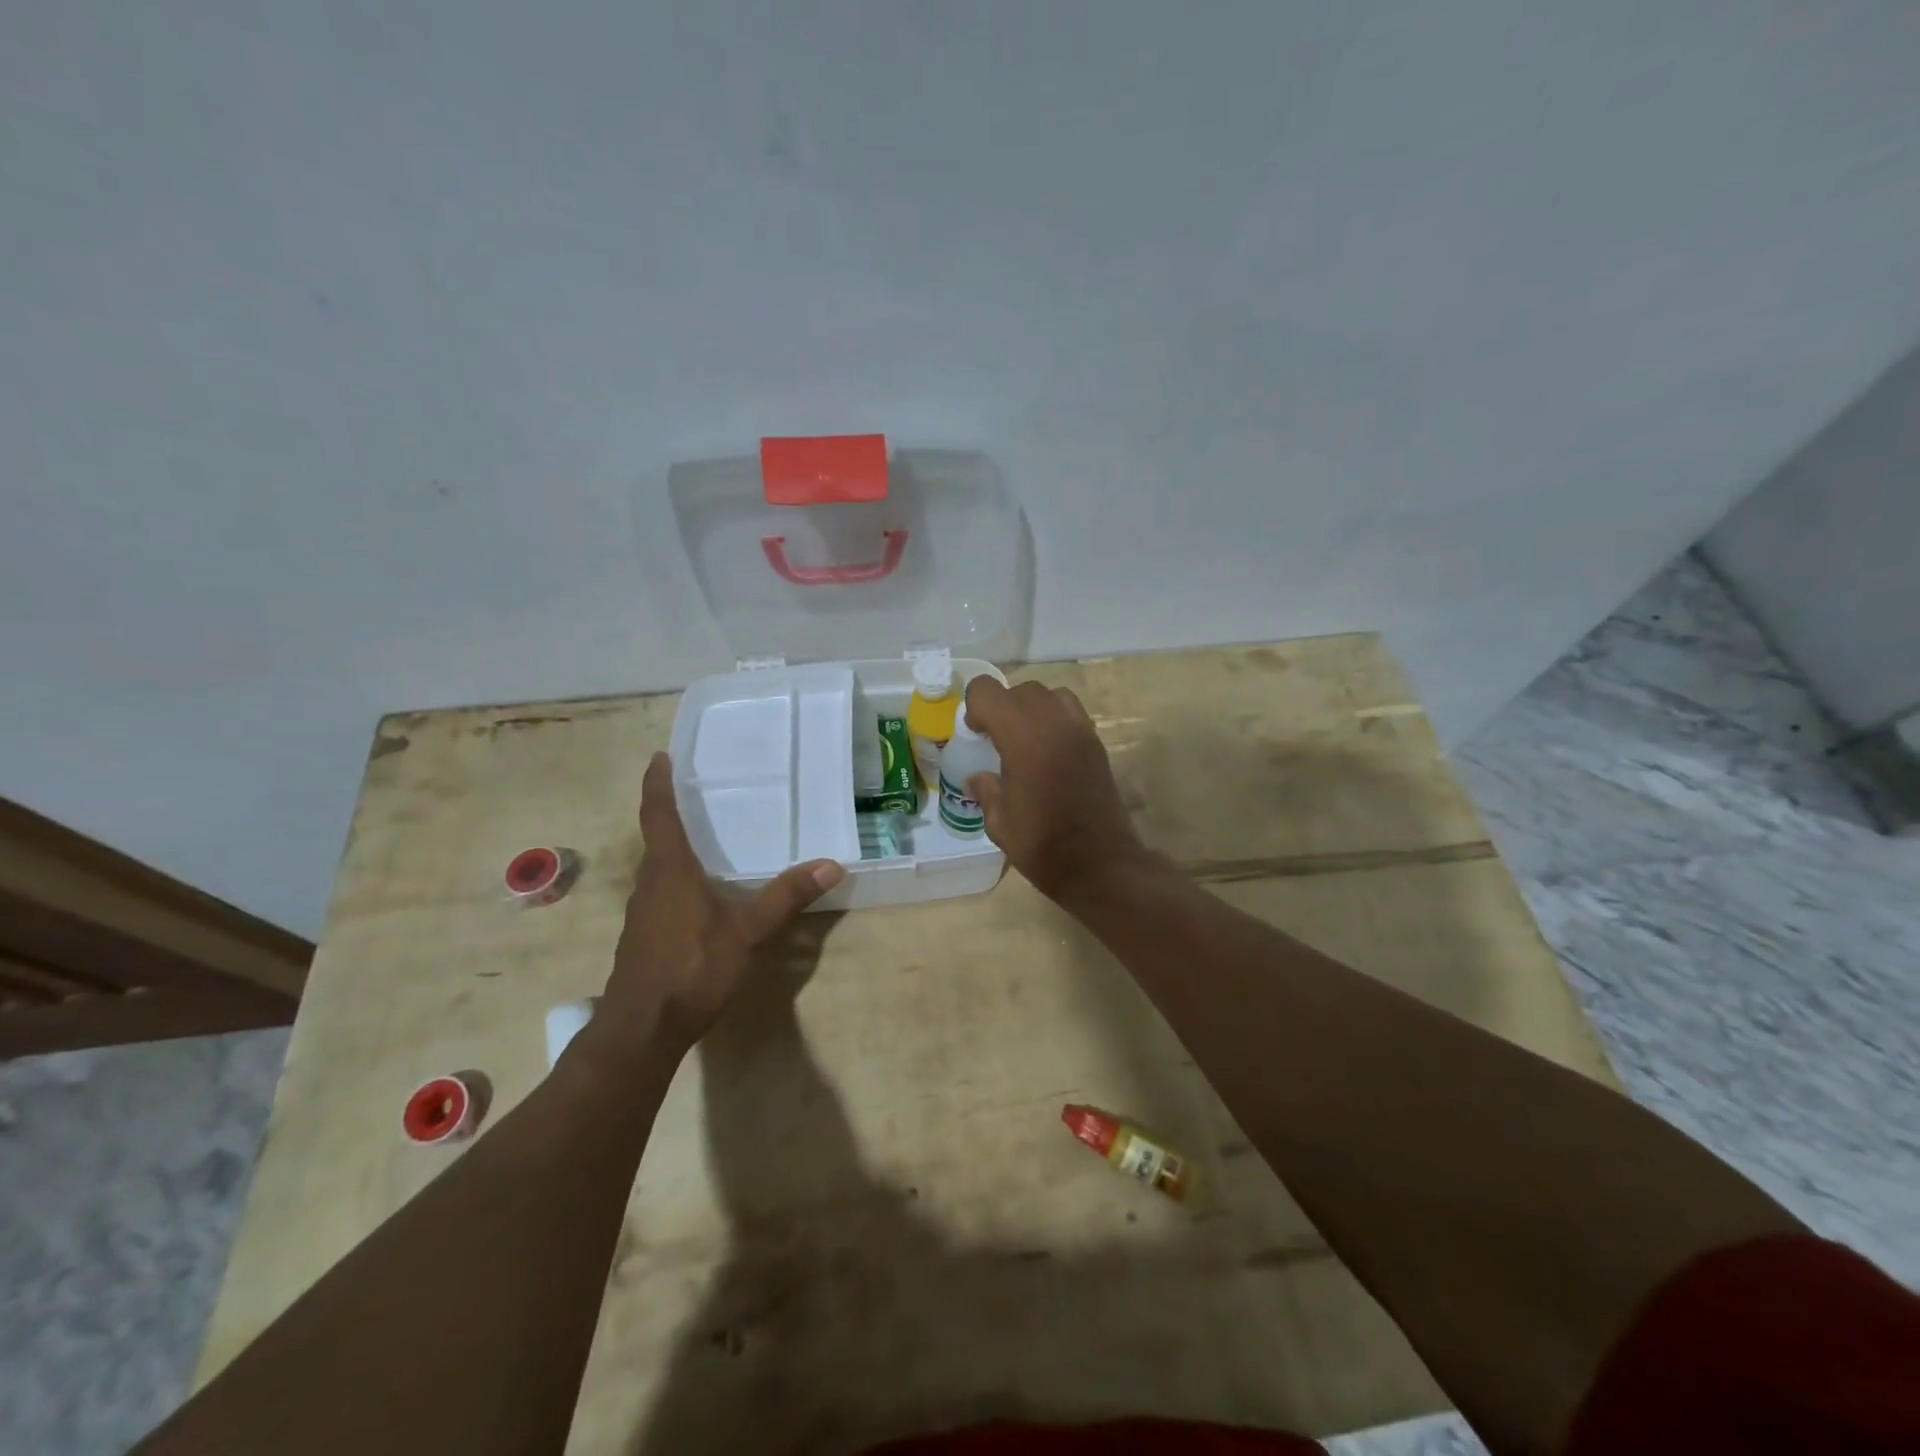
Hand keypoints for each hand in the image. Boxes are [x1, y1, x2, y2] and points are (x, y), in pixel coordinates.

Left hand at [596, 753, 844, 1057]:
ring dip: (674, 848)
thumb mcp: (747, 932)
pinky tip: (701, 895)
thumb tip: (832, 864)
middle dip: (670, 814)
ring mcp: (643, 913)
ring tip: (703, 839)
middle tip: (694, 793)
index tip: (659, 757)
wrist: (641, 1030)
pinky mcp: (644, 938)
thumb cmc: (691, 968)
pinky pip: (661, 893)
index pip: (659, 816)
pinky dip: (678, 879)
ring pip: (658, 869)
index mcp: (669, 871)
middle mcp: (650, 885)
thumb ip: (787, 897)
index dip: (658, 785)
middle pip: (657, 839)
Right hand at [960, 677, 1149, 901]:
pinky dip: (1056, 720)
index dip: (976, 707)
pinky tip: (1049, 753)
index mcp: (1021, 737)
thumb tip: (977, 778)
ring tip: (1026, 741)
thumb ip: (986, 791)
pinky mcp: (1097, 742)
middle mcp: (1052, 722)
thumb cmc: (1042, 845)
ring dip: (1032, 709)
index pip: (988, 691)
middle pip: (1020, 690)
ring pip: (1050, 694)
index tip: (976, 734)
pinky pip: (1072, 712)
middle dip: (1003, 707)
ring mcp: (1080, 729)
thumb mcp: (1000, 823)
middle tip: (997, 740)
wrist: (1099, 863)